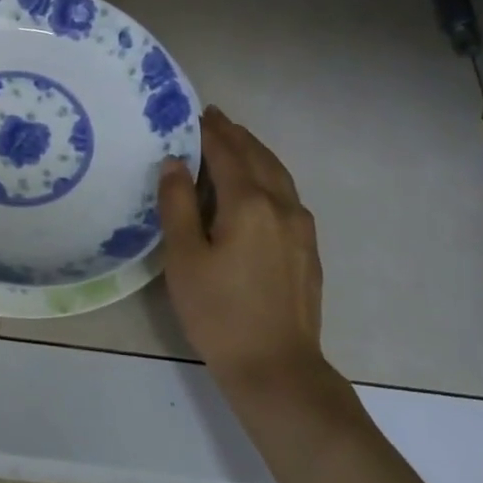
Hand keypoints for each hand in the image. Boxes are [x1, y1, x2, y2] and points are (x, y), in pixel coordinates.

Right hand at [157, 106, 331, 392]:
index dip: (209, 132)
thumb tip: (175, 163)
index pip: (227, 154)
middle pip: (258, 157)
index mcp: (249, 203)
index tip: (195, 113)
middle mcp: (281, 205)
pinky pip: (288, 194)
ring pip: (279, 174)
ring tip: (236, 141)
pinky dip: (270, 175)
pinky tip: (260, 186)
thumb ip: (178, 205)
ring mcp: (301, 228)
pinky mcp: (308, 249)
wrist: (277, 368)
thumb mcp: (184, 258)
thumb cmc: (219, 313)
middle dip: (235, 135)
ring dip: (256, 152)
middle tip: (214, 118)